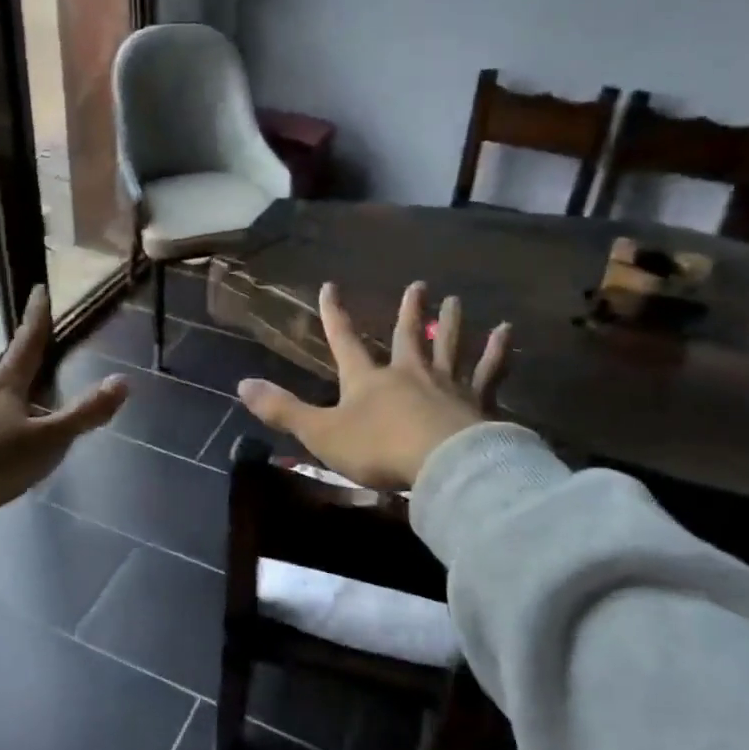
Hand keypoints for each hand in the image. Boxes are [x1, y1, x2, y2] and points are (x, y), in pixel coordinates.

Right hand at [238, 281, 511, 489]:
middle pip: (408, 335)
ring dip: (452, 323)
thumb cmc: (377, 449)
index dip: (334, 315)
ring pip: (449, 347)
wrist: (441, 464)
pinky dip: (498, 352)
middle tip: (418, 285)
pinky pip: (490, 372)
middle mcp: (408, 373)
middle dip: (410, 311)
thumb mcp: (321, 433)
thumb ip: (283, 409)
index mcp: (367, 380)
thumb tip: (241, 384)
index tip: (330, 286)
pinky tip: (507, 333)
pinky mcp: (478, 402)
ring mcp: (447, 385)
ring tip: (456, 299)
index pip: (345, 341)